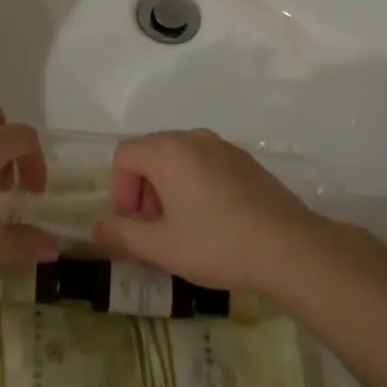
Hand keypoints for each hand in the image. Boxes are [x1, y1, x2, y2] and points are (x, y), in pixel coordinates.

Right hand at [92, 129, 321, 293]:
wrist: (290, 248)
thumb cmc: (217, 244)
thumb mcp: (163, 248)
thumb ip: (124, 236)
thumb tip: (97, 230)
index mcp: (167, 151)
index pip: (124, 155)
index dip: (119, 189)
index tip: (131, 223)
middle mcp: (192, 138)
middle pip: (151, 153)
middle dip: (143, 189)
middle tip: (154, 228)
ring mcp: (222, 146)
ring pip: (179, 158)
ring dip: (169, 187)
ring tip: (183, 227)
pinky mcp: (245, 160)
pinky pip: (206, 163)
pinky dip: (195, 183)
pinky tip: (212, 220)